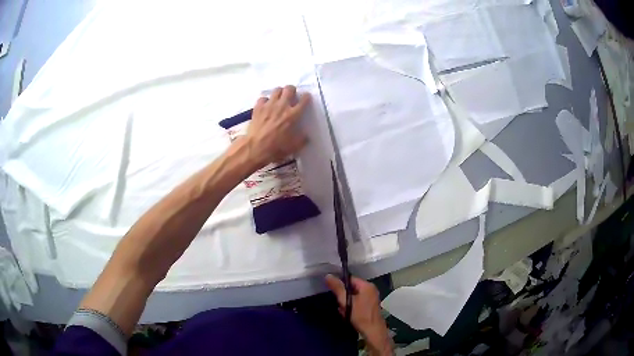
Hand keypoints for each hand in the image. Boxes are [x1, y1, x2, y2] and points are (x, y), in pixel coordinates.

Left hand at [244, 85, 309, 168]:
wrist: (255, 148)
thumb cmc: (275, 148)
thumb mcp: (293, 147)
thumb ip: (301, 140)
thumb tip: (306, 136)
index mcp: (293, 115)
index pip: (304, 100)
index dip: (306, 97)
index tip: (306, 97)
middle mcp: (282, 106)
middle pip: (289, 89)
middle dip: (292, 90)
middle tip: (291, 95)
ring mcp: (269, 105)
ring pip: (277, 90)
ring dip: (280, 92)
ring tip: (279, 98)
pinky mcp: (258, 107)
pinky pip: (263, 98)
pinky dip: (265, 100)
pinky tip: (266, 105)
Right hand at [325, 274, 392, 355]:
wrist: (373, 331)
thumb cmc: (360, 315)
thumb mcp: (347, 301)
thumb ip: (338, 288)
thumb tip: (328, 275)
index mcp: (367, 286)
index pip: (350, 278)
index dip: (340, 283)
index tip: (332, 290)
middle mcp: (371, 290)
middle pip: (351, 288)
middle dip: (343, 296)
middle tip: (339, 303)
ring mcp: (371, 298)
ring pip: (353, 296)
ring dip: (346, 303)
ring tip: (343, 311)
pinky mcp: (370, 306)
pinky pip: (357, 302)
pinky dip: (351, 307)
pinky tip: (347, 314)